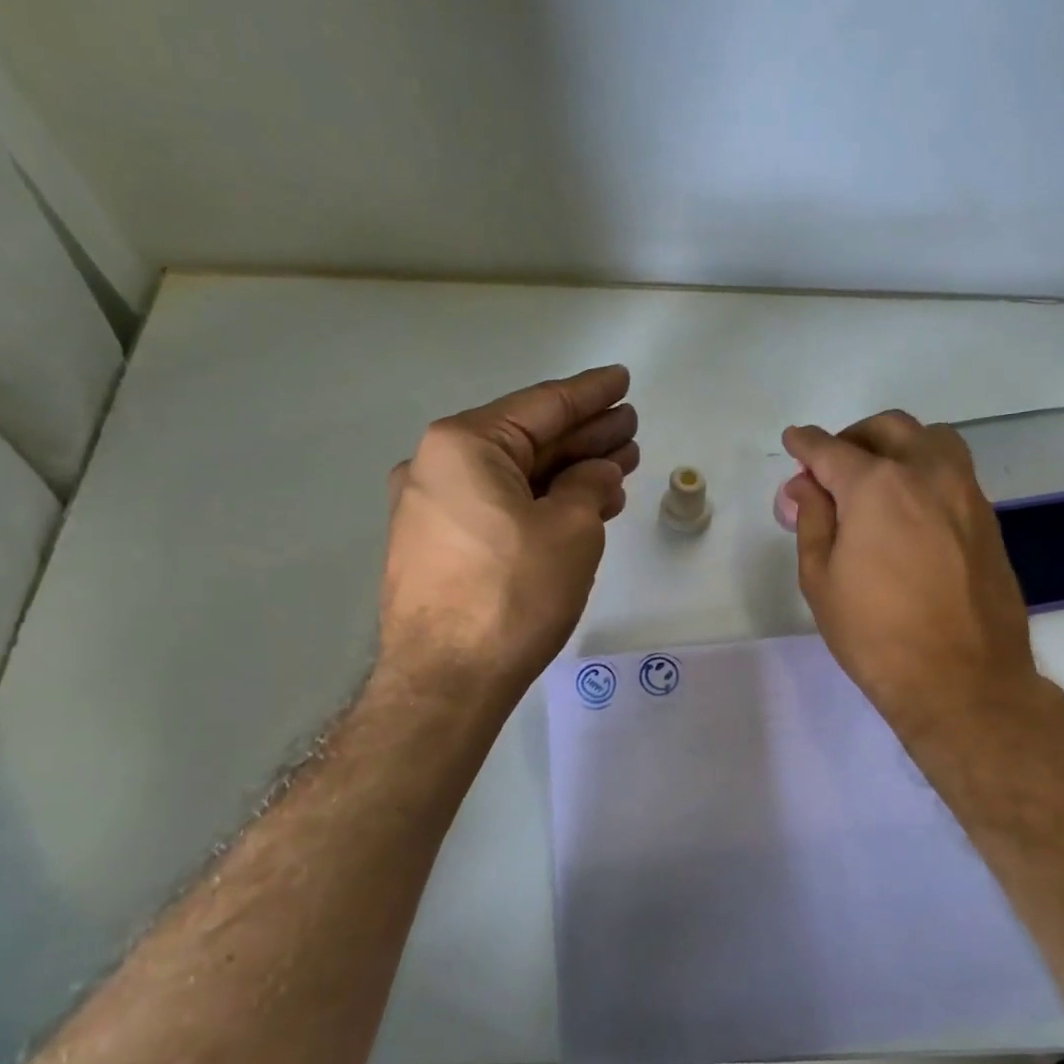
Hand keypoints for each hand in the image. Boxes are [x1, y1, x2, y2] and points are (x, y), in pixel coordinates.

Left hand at [376, 365, 638, 700]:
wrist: (446, 681)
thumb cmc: (512, 594)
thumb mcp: (571, 530)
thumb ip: (589, 486)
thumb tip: (595, 475)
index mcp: (463, 445)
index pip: (542, 406)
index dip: (591, 394)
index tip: (622, 381)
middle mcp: (437, 466)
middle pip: (528, 440)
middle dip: (584, 434)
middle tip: (630, 427)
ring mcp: (432, 508)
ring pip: (515, 477)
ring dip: (567, 471)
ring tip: (619, 463)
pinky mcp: (438, 546)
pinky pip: (499, 507)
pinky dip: (541, 502)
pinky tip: (581, 503)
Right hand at [782, 411, 1041, 746]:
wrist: (962, 680)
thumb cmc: (876, 635)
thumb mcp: (821, 579)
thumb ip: (812, 520)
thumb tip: (805, 486)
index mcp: (877, 485)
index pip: (831, 449)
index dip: (806, 444)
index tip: (793, 441)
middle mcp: (926, 473)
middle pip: (887, 429)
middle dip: (852, 437)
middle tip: (832, 465)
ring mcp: (966, 493)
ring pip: (931, 440)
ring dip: (898, 444)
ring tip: (878, 477)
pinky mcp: (989, 518)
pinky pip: (954, 471)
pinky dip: (925, 470)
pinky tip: (911, 508)